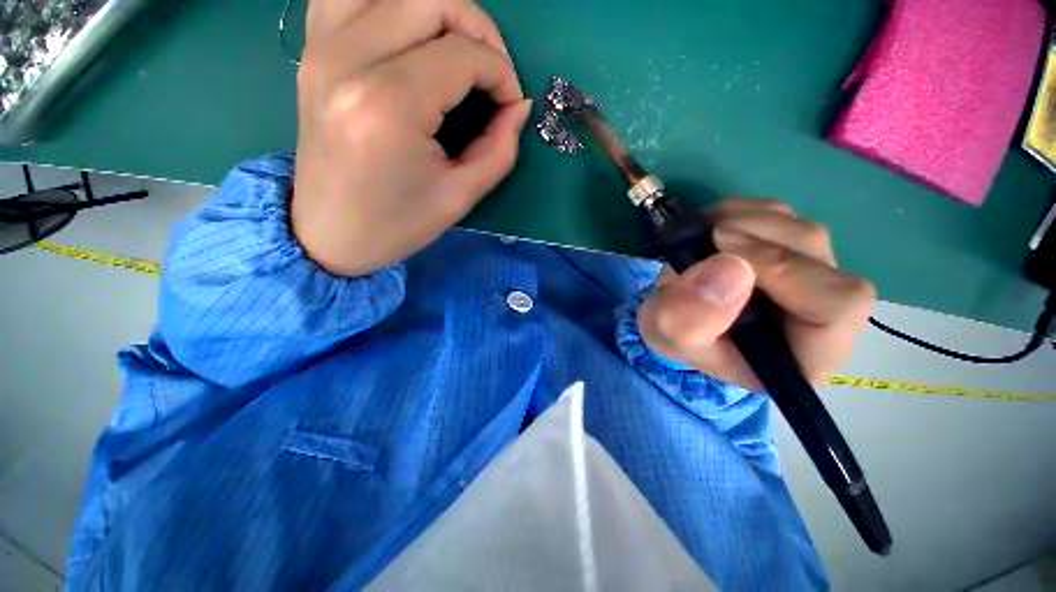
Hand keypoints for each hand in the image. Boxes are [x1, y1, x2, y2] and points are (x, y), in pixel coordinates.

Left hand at [291, 0, 530, 276]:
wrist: (329, 234)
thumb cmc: (397, 224)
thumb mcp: (459, 197)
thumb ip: (499, 149)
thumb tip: (519, 107)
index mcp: (390, 105)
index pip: (463, 55)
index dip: (501, 75)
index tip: (510, 106)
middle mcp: (350, 59)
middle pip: (432, 0)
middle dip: (480, 30)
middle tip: (492, 73)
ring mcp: (322, 47)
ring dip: (439, 9)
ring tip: (457, 49)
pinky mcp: (312, 50)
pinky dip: (389, 2)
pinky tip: (409, 33)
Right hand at [637, 198, 875, 390]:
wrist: (675, 317)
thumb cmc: (679, 337)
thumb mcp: (668, 338)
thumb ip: (687, 320)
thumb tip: (729, 265)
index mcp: (807, 351)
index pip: (838, 303)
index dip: (785, 270)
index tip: (723, 257)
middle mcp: (822, 311)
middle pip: (818, 254)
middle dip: (756, 238)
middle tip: (707, 239)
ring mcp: (811, 273)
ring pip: (799, 227)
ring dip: (745, 222)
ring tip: (702, 239)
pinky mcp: (789, 247)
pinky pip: (779, 214)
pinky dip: (740, 212)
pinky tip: (711, 230)